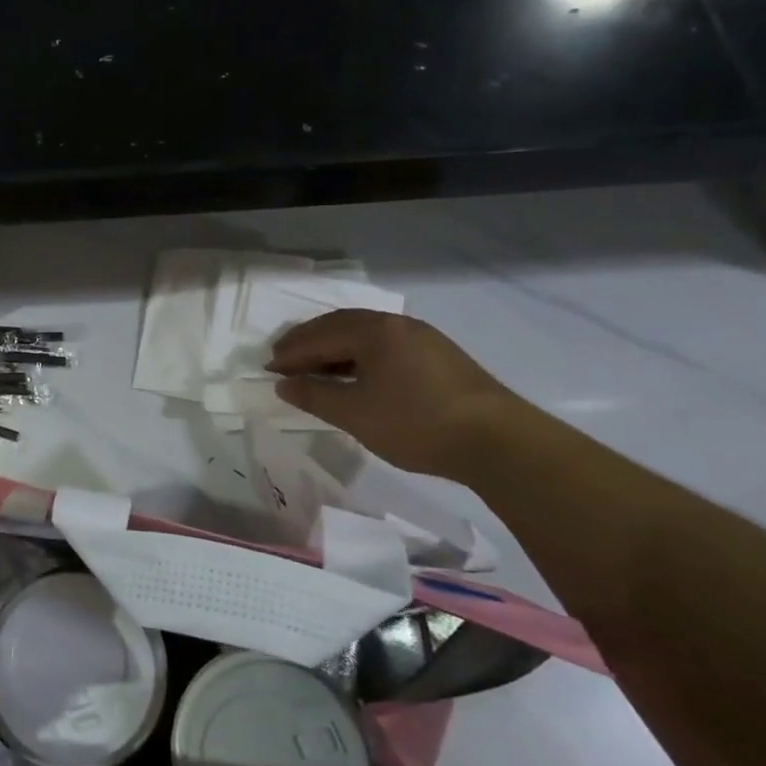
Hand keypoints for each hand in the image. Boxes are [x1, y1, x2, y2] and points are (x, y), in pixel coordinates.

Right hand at [268, 310, 518, 476]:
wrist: (497, 441)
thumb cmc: (416, 423)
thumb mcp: (355, 414)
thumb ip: (315, 396)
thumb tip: (283, 384)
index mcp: (374, 331)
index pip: (319, 336)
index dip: (290, 353)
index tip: (268, 369)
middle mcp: (396, 324)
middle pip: (340, 326)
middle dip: (309, 343)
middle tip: (284, 361)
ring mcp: (421, 337)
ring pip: (364, 334)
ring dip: (334, 349)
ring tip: (315, 369)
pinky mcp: (438, 355)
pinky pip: (384, 345)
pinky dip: (358, 356)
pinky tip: (355, 376)